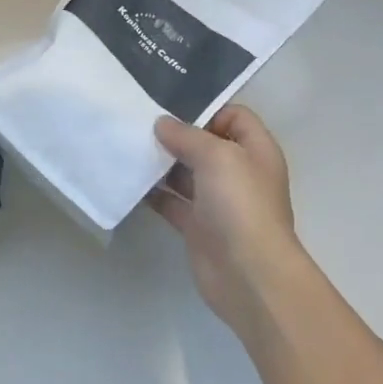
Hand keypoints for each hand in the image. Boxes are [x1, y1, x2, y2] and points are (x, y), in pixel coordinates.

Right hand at [149, 105, 307, 335]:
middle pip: (205, 144)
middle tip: (139, 125)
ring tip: (128, 149)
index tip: (170, 110)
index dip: (206, 109)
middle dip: (175, 135)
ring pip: (185, 173)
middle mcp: (238, 173)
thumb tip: (162, 124)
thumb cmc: (240, 205)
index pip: (234, 116)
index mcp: (255, 151)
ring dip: (160, 163)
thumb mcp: (217, 156)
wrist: (248, 274)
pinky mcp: (197, 226)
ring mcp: (217, 202)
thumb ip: (187, 135)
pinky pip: (171, 202)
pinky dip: (153, 193)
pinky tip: (130, 182)